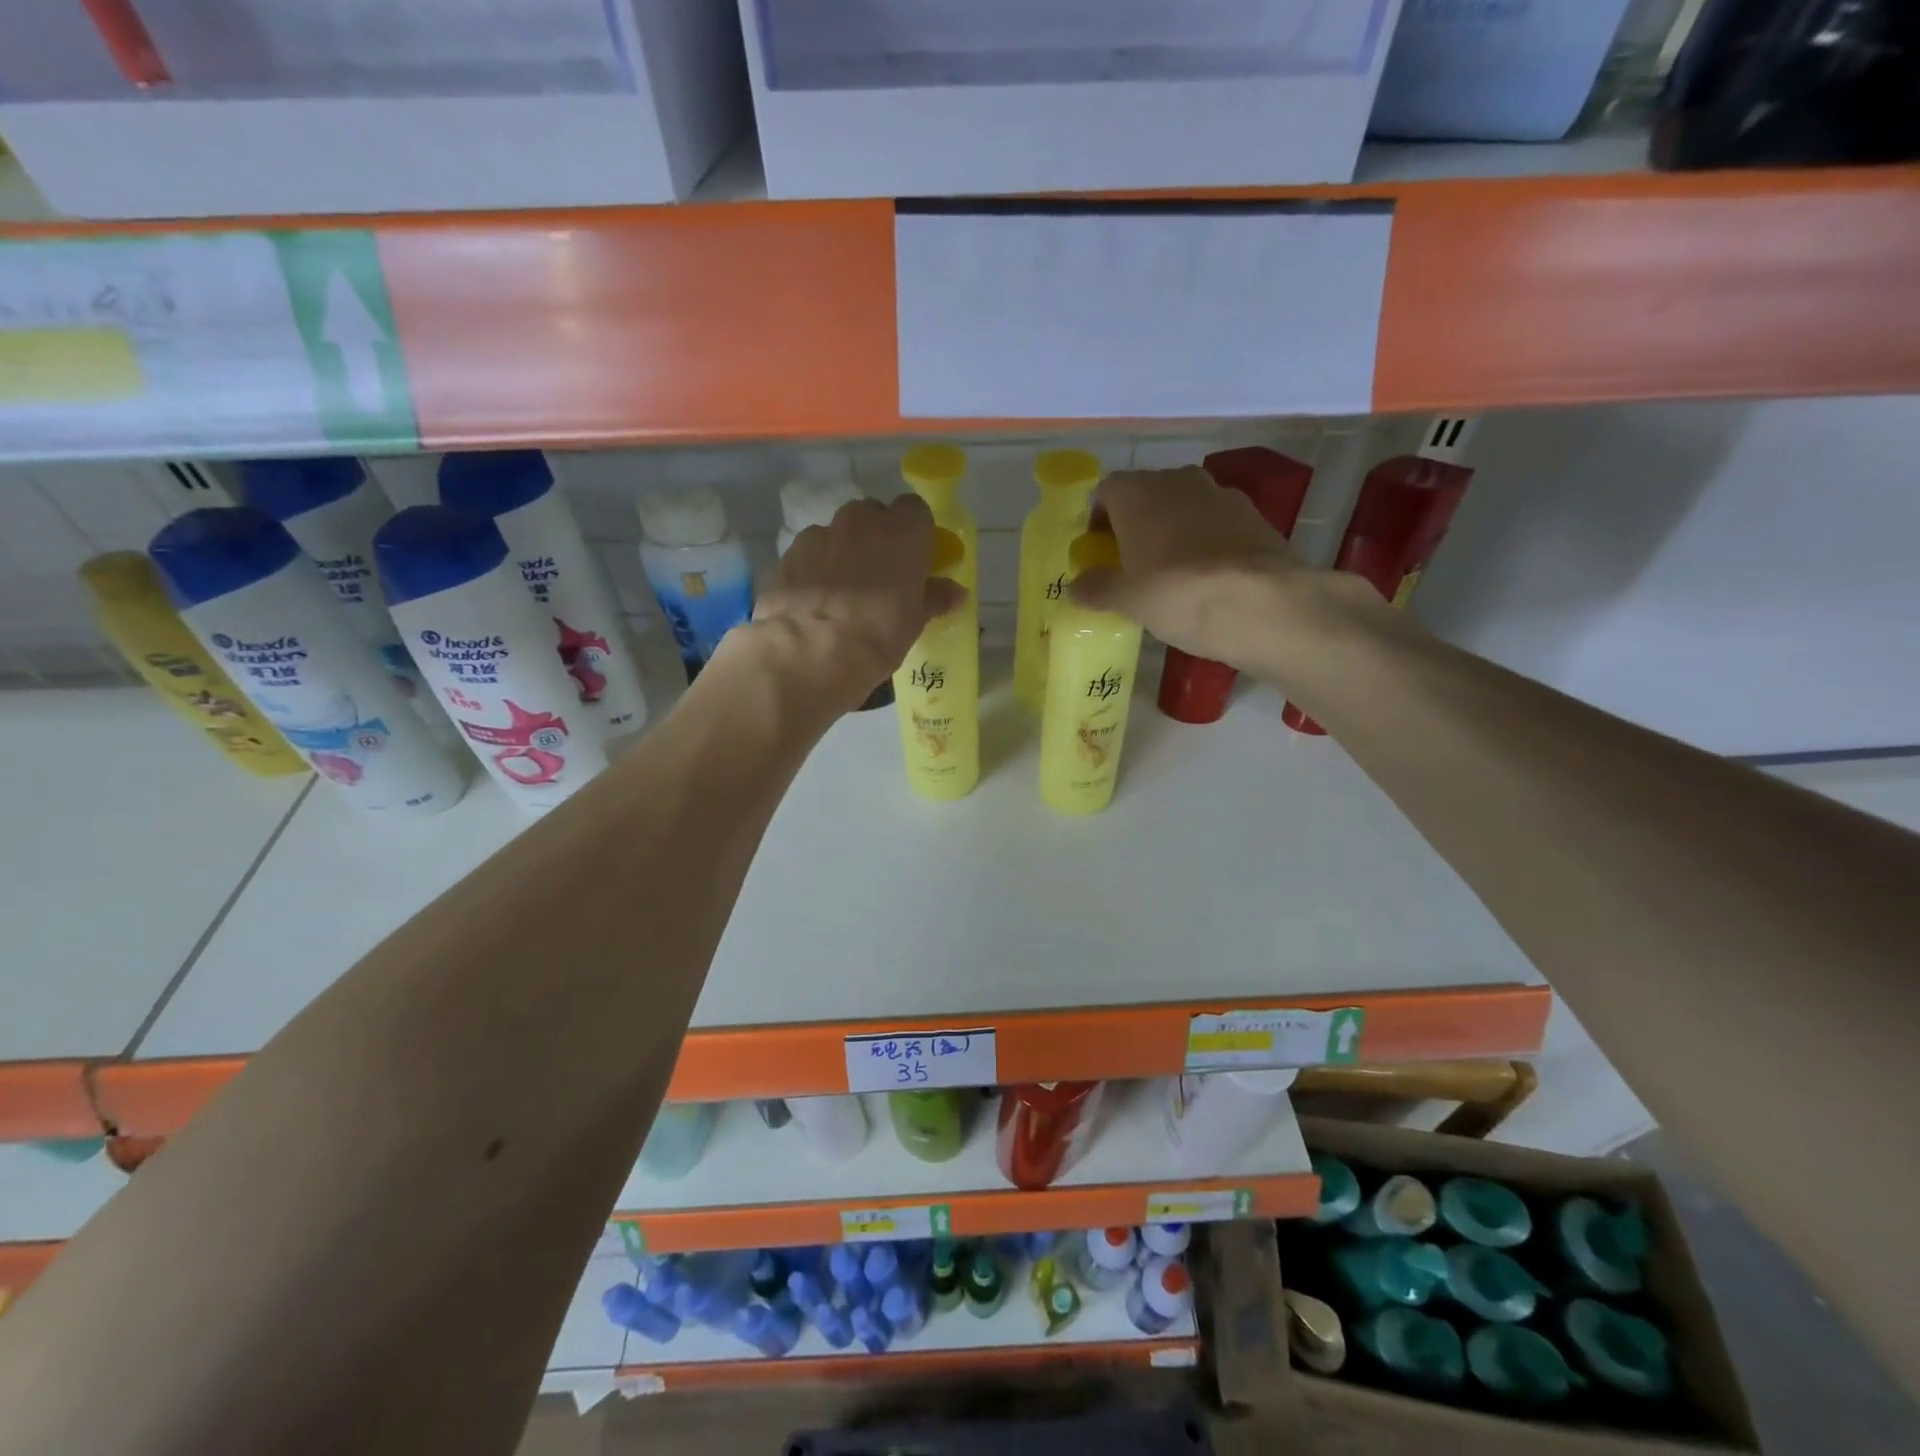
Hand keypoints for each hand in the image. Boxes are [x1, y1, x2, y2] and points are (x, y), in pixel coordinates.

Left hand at [752, 494, 967, 711]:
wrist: (810, 652)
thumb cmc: (877, 635)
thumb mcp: (914, 622)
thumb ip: (934, 598)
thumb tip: (956, 592)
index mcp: (902, 531)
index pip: (914, 510)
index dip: (914, 532)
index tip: (913, 558)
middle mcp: (862, 521)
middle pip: (873, 516)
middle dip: (876, 537)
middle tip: (879, 575)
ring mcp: (822, 533)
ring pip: (838, 532)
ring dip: (844, 551)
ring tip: (842, 591)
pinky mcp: (790, 553)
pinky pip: (811, 552)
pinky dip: (815, 567)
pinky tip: (815, 599)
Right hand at [1069, 467, 1311, 670]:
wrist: (1263, 603)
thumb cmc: (1177, 594)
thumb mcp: (1127, 600)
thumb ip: (1097, 588)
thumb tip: (1076, 586)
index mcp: (1137, 492)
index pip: (1105, 491)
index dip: (1098, 520)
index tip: (1098, 551)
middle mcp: (1177, 480)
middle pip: (1145, 496)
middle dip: (1135, 524)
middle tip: (1131, 564)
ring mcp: (1220, 493)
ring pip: (1183, 507)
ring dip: (1172, 530)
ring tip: (1170, 571)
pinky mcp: (1254, 515)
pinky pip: (1216, 522)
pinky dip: (1205, 541)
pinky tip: (1207, 576)